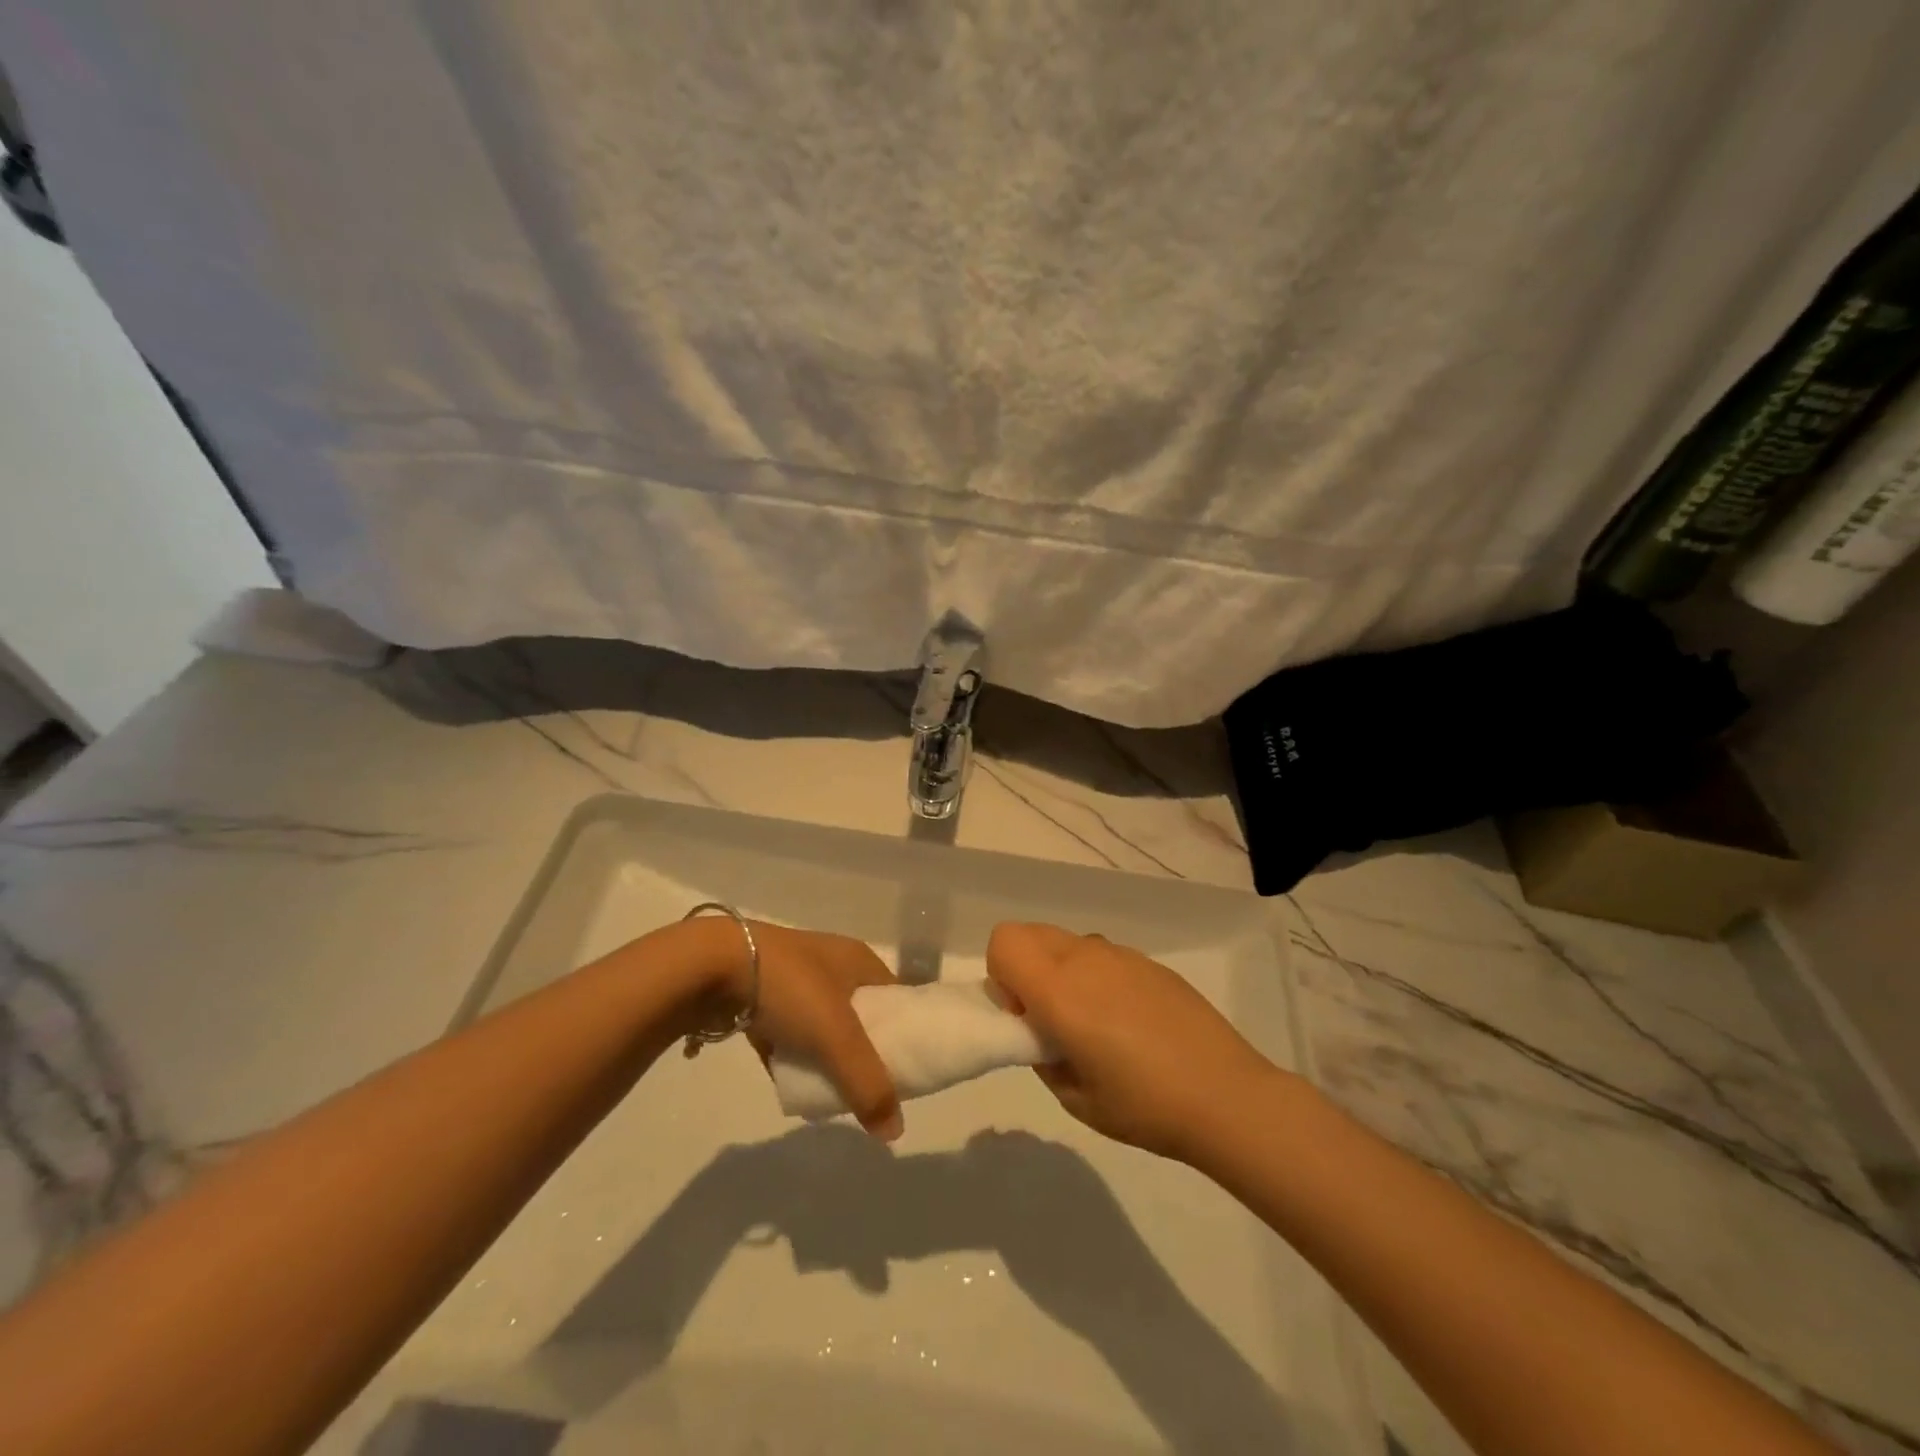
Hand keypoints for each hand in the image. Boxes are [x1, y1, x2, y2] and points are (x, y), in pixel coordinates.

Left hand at [685, 918, 902, 1140]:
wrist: (712, 968)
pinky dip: (794, 1057)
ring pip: (824, 1027)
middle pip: (862, 1016)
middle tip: (871, 1089)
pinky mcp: (764, 998)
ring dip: (827, 1056)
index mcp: (859, 960)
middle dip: (865, 1052)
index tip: (910, 1071)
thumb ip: (867, 1084)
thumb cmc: (790, 988)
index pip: (897, 999)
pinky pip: (790, 1034)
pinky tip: (795, 1082)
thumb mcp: (837, 1035)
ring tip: (834, 1092)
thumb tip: (894, 1133)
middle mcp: (832, 965)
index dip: (906, 1033)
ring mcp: (795, 981)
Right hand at [986, 922, 1277, 1162]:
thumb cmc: (1142, 1105)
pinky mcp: (1151, 963)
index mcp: (1059, 987)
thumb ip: (1043, 1054)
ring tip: (1095, 1024)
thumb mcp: (1074, 1096)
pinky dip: (1097, 976)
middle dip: (1025, 967)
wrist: (1226, 1096)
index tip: (1024, 1015)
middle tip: (1050, 1018)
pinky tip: (1131, 1023)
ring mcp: (1122, 955)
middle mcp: (1086, 957)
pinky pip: (1104, 956)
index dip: (1001, 975)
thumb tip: (1042, 1030)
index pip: (1004, 941)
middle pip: (1031, 932)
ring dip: (1062, 970)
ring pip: (1068, 942)